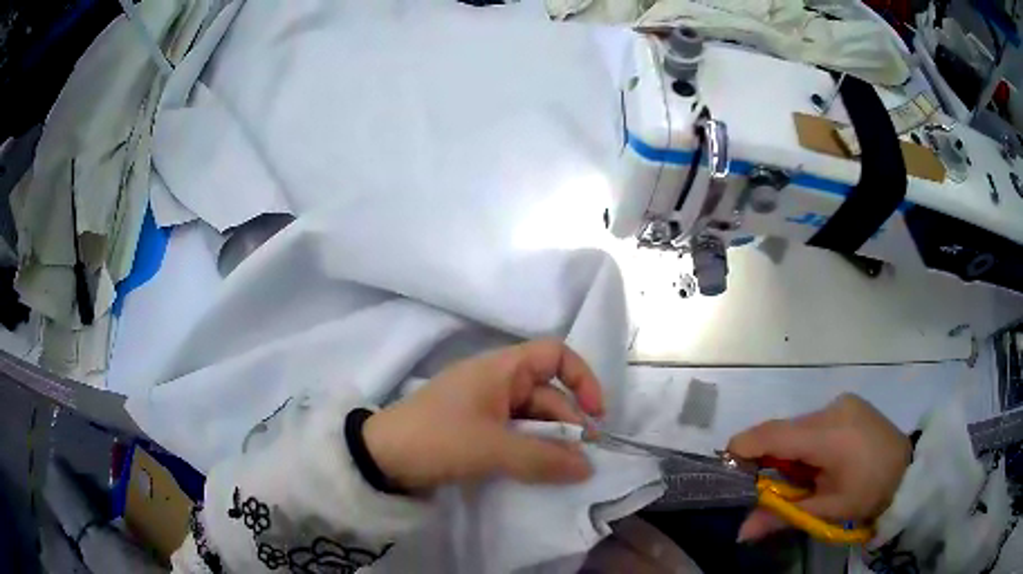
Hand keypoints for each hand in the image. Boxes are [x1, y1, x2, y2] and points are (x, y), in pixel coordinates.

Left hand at [363, 340, 605, 491]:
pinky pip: (514, 434)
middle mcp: (496, 382)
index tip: (595, 413)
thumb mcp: (492, 449)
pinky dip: (529, 450)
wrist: (381, 458)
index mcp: (500, 369)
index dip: (581, 378)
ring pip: (532, 418)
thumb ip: (543, 458)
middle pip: (547, 394)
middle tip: (580, 461)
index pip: (554, 355)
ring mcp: (485, 407)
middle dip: (567, 424)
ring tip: (562, 471)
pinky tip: (537, 471)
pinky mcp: (476, 430)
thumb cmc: (437, 439)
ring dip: (549, 442)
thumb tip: (587, 468)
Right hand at [727, 394, 910, 541]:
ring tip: (802, 479)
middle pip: (782, 431)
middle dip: (768, 459)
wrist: (909, 470)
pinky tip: (819, 462)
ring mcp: (841, 402)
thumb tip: (740, 531)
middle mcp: (831, 408)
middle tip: (769, 490)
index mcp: (829, 434)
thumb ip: (781, 516)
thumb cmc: (869, 492)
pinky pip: (813, 423)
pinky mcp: (848, 403)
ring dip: (789, 453)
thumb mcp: (827, 510)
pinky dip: (805, 444)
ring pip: (797, 427)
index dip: (743, 448)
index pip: (772, 434)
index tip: (725, 469)